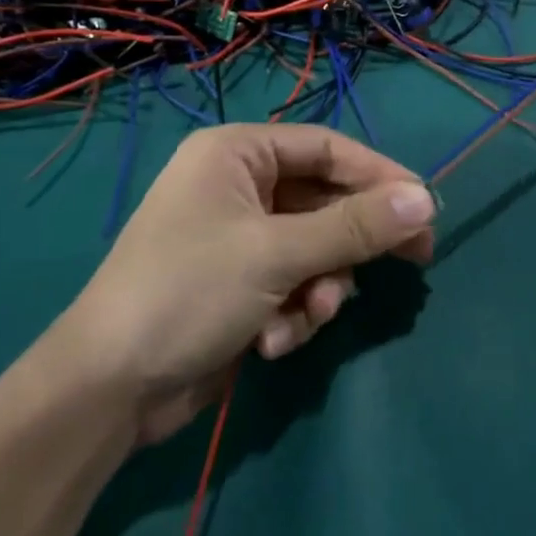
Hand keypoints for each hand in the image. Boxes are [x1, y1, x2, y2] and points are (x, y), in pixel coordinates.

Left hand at [59, 124, 435, 445]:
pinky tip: (272, 342)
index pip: (327, 148)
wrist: (110, 387)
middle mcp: (239, 185)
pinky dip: (293, 311)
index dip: (379, 176)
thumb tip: (426, 200)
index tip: (426, 207)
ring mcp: (238, 236)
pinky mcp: (239, 282)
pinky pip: (292, 282)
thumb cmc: (189, 292)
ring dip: (320, 287)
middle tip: (416, 260)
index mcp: (237, 153)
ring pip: (314, 248)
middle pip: (324, 201)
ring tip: (307, 317)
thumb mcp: (277, 255)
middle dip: (352, 243)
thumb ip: (354, 227)